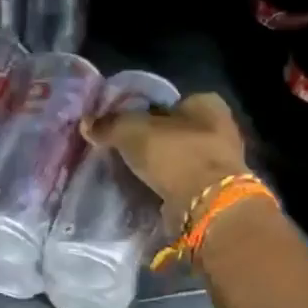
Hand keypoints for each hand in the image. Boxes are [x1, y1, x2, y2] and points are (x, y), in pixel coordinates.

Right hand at [85, 92, 250, 229]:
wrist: (206, 205)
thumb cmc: (175, 154)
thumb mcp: (132, 131)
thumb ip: (110, 124)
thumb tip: (87, 123)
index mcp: (207, 103)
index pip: (170, 102)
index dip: (145, 112)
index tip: (124, 127)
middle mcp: (220, 128)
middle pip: (175, 131)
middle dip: (153, 141)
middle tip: (124, 151)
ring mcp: (220, 162)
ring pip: (179, 158)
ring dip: (160, 166)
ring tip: (130, 173)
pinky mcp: (215, 191)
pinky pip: (183, 182)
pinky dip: (167, 186)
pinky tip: (146, 191)